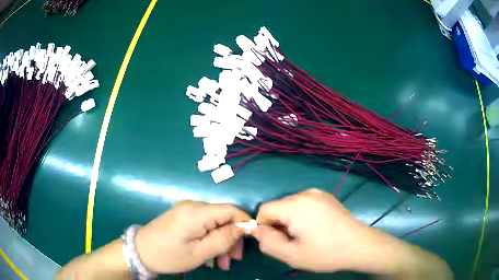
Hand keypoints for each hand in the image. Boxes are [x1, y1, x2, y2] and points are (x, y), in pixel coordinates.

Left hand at [135, 200, 250, 273]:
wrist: (140, 251)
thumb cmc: (169, 255)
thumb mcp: (199, 253)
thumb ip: (223, 239)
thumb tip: (244, 228)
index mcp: (197, 212)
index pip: (231, 210)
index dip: (244, 223)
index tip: (250, 242)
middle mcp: (193, 206)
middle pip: (223, 217)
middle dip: (232, 238)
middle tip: (235, 259)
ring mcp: (186, 210)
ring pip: (215, 223)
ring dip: (222, 241)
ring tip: (224, 263)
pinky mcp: (182, 216)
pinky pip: (204, 225)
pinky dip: (210, 238)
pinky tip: (211, 256)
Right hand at [253, 188, 370, 271]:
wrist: (360, 245)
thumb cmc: (326, 253)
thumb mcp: (292, 255)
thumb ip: (268, 243)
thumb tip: (258, 231)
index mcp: (296, 205)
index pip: (264, 209)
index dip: (264, 227)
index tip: (276, 242)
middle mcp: (306, 193)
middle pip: (278, 207)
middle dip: (278, 224)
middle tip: (293, 242)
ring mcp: (318, 193)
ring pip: (290, 206)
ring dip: (290, 221)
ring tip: (305, 236)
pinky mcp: (326, 197)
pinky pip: (304, 204)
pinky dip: (301, 216)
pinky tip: (315, 229)